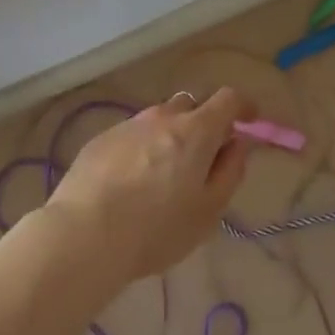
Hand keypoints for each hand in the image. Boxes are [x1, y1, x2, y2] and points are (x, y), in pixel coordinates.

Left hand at [46, 88, 256, 283]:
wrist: (84, 235)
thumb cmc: (156, 229)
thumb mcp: (208, 211)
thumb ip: (230, 172)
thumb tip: (238, 145)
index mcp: (195, 131)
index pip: (227, 99)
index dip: (243, 106)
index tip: (250, 120)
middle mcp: (161, 117)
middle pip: (191, 106)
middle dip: (204, 123)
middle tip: (204, 157)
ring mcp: (127, 126)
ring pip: (158, 120)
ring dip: (170, 136)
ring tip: (164, 174)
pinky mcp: (100, 140)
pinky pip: (132, 135)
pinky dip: (142, 148)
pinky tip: (131, 181)